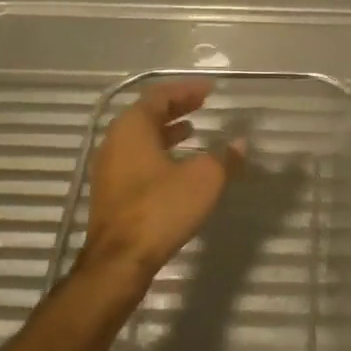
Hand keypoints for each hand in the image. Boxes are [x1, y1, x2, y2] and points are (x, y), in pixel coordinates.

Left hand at [78, 79, 243, 294]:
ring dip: (166, 130)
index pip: (159, 95)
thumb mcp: (204, 180)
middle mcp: (115, 141)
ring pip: (140, 138)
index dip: (186, 90)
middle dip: (176, 107)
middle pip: (147, 114)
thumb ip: (225, 158)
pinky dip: (158, 152)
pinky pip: (137, 158)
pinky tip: (178, 166)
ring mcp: (109, 168)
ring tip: (192, 130)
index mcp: (133, 127)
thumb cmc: (161, 209)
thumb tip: (240, 144)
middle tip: (202, 105)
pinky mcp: (112, 192)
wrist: (119, 261)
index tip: (209, 90)